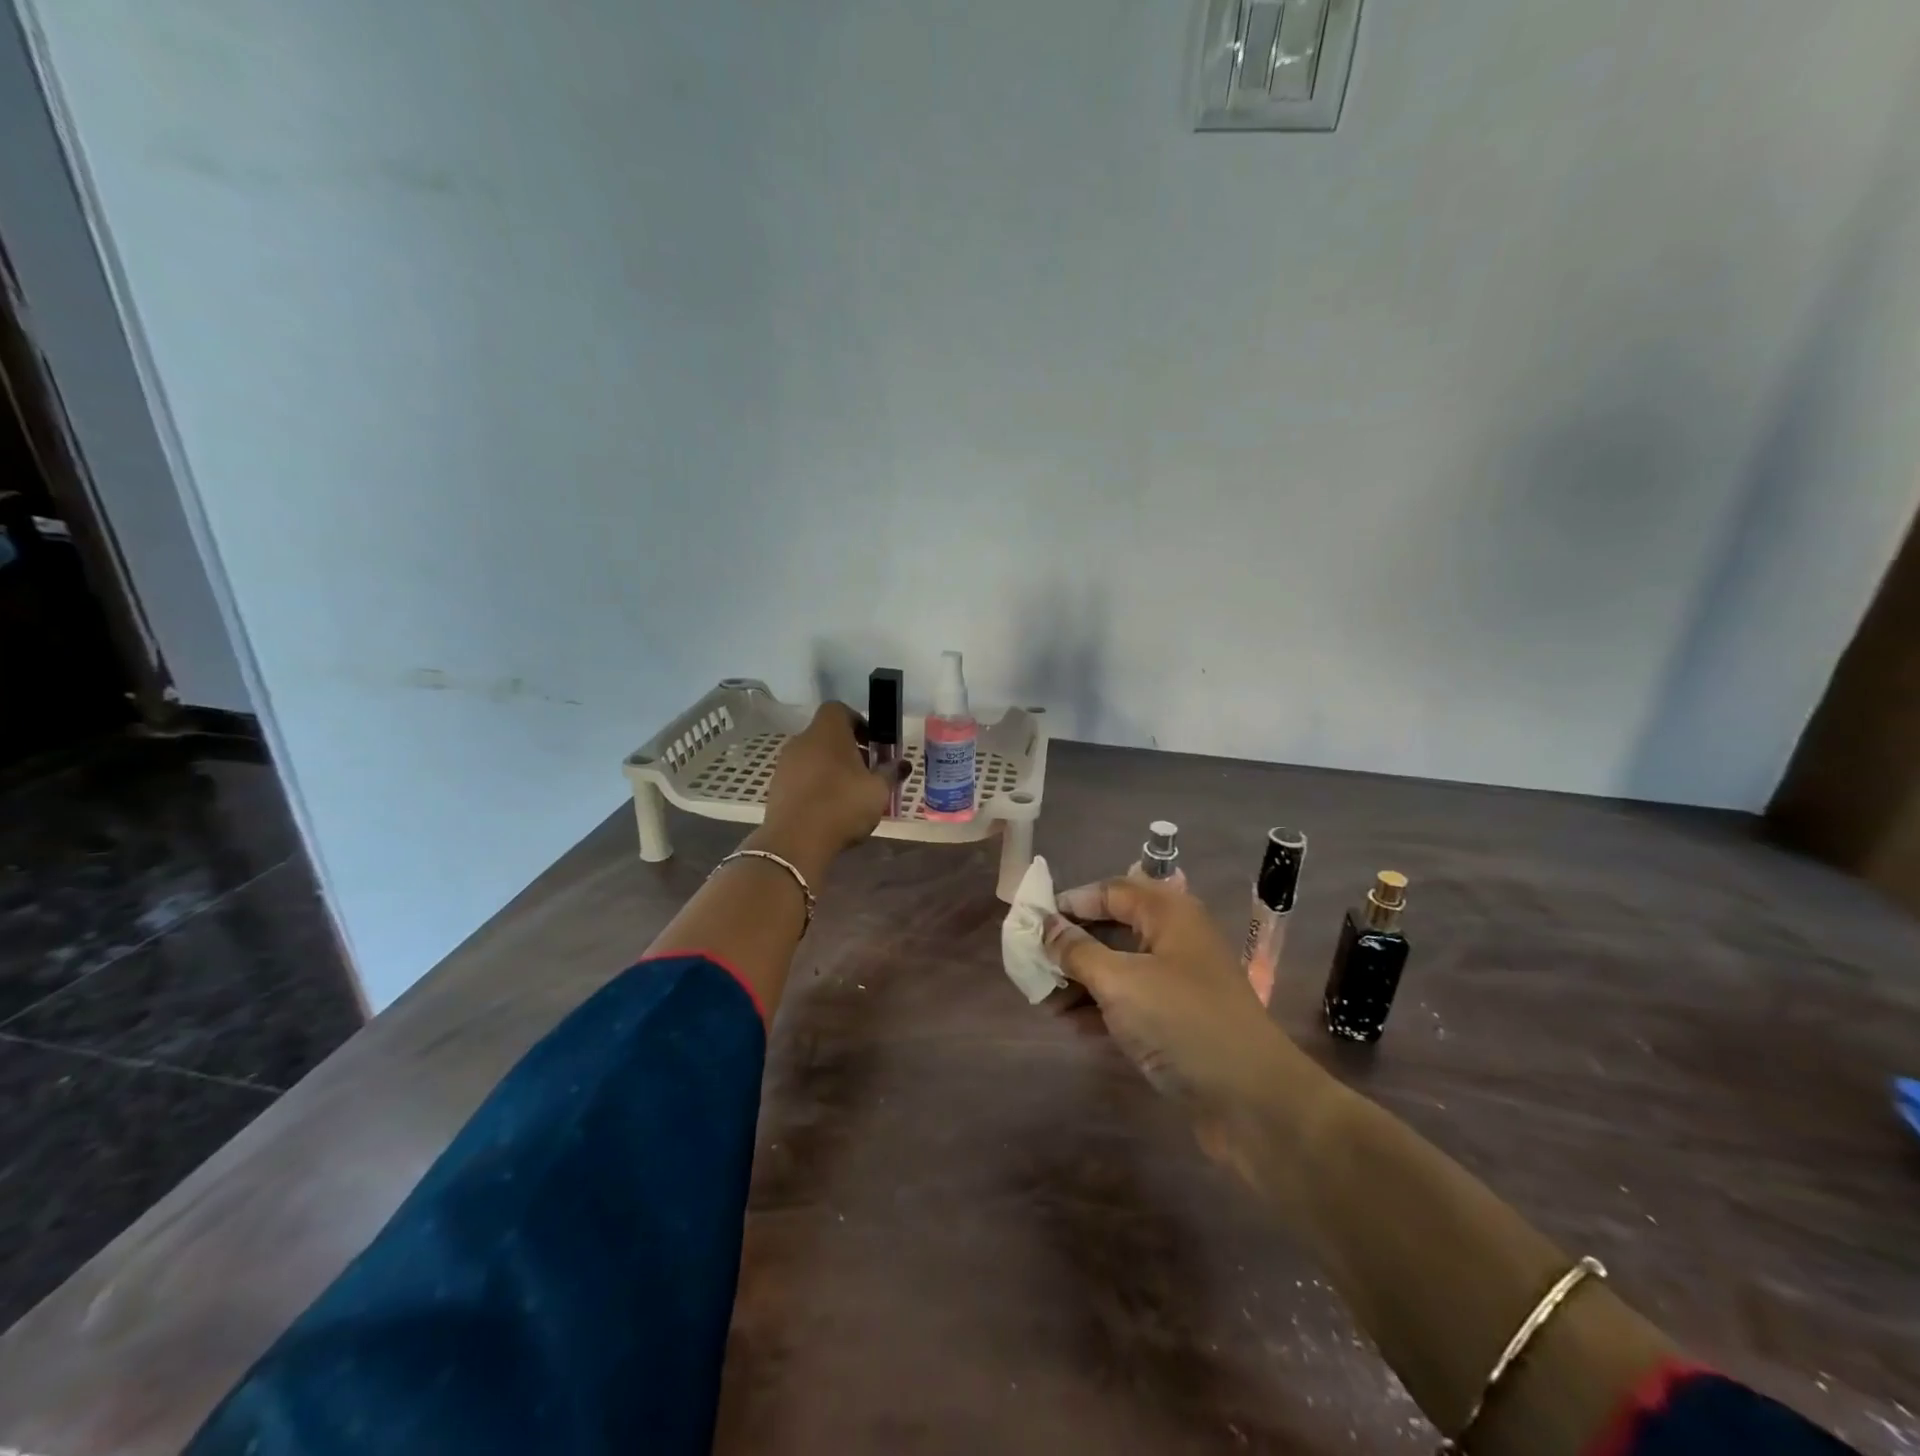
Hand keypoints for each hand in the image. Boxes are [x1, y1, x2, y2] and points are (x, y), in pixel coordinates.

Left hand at [760, 702, 907, 870]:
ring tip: (849, 794)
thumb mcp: (878, 790)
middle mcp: (802, 740)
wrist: (795, 842)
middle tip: (867, 771)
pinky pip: (800, 777)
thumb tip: (903, 764)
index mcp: (827, 732)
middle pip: (826, 735)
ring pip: (813, 757)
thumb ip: (890, 773)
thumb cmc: (842, 805)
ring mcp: (785, 764)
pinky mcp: (776, 787)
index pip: (839, 709)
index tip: (872, 743)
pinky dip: (815, 785)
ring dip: (831, 768)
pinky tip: (829, 809)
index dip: (858, 721)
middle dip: (848, 749)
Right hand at [1044, 877, 1336, 1177]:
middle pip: (1113, 928)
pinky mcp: (1178, 1019)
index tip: (1032, 922)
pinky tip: (1071, 1025)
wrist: (1252, 1100)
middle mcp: (1175, 939)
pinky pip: (1130, 1001)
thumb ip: (1077, 951)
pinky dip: (1101, 1008)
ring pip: (1119, 967)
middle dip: (1072, 945)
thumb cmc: (1182, 1022)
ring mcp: (1178, 981)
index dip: (1071, 902)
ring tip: (1043, 1000)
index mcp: (1168, 913)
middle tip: (1033, 964)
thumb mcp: (1120, 982)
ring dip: (1081, 981)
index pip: (1110, 890)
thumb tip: (1045, 926)